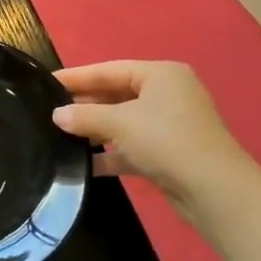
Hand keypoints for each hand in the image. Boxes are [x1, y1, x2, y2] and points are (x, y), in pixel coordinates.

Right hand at [51, 60, 255, 207]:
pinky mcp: (168, 153)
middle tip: (49, 111)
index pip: (109, 70)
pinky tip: (83, 165)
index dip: (77, 77)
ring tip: (59, 136)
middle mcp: (167, 95)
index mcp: (161, 75)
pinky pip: (131, 148)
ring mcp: (169, 125)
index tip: (46, 81)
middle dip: (85, 105)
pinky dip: (110, 155)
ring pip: (122, 123)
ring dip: (95, 131)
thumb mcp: (120, 124)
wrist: (214, 190)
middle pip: (116, 95)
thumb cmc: (167, 141)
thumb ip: (84, 117)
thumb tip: (56, 115)